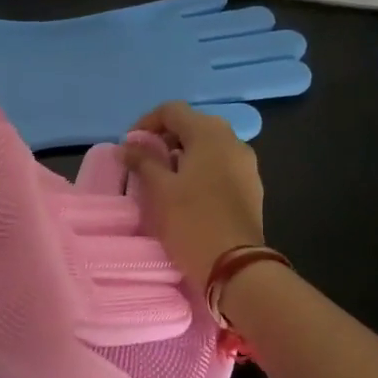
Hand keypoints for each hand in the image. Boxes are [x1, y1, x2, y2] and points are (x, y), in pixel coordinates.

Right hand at [122, 101, 266, 294]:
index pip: (172, 111)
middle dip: (164, 139)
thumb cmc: (191, 221)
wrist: (236, 266)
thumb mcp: (159, 189)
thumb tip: (127, 146)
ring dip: (182, 154)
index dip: (146, 123)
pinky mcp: (251, 186)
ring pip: (208, 146)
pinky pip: (220, 165)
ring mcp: (246, 164)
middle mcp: (233, 141)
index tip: (130, 147)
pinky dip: (200, 169)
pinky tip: (186, 192)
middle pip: (192, 125)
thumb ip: (142, 160)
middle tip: (143, 161)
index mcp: (210, 134)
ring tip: (162, 179)